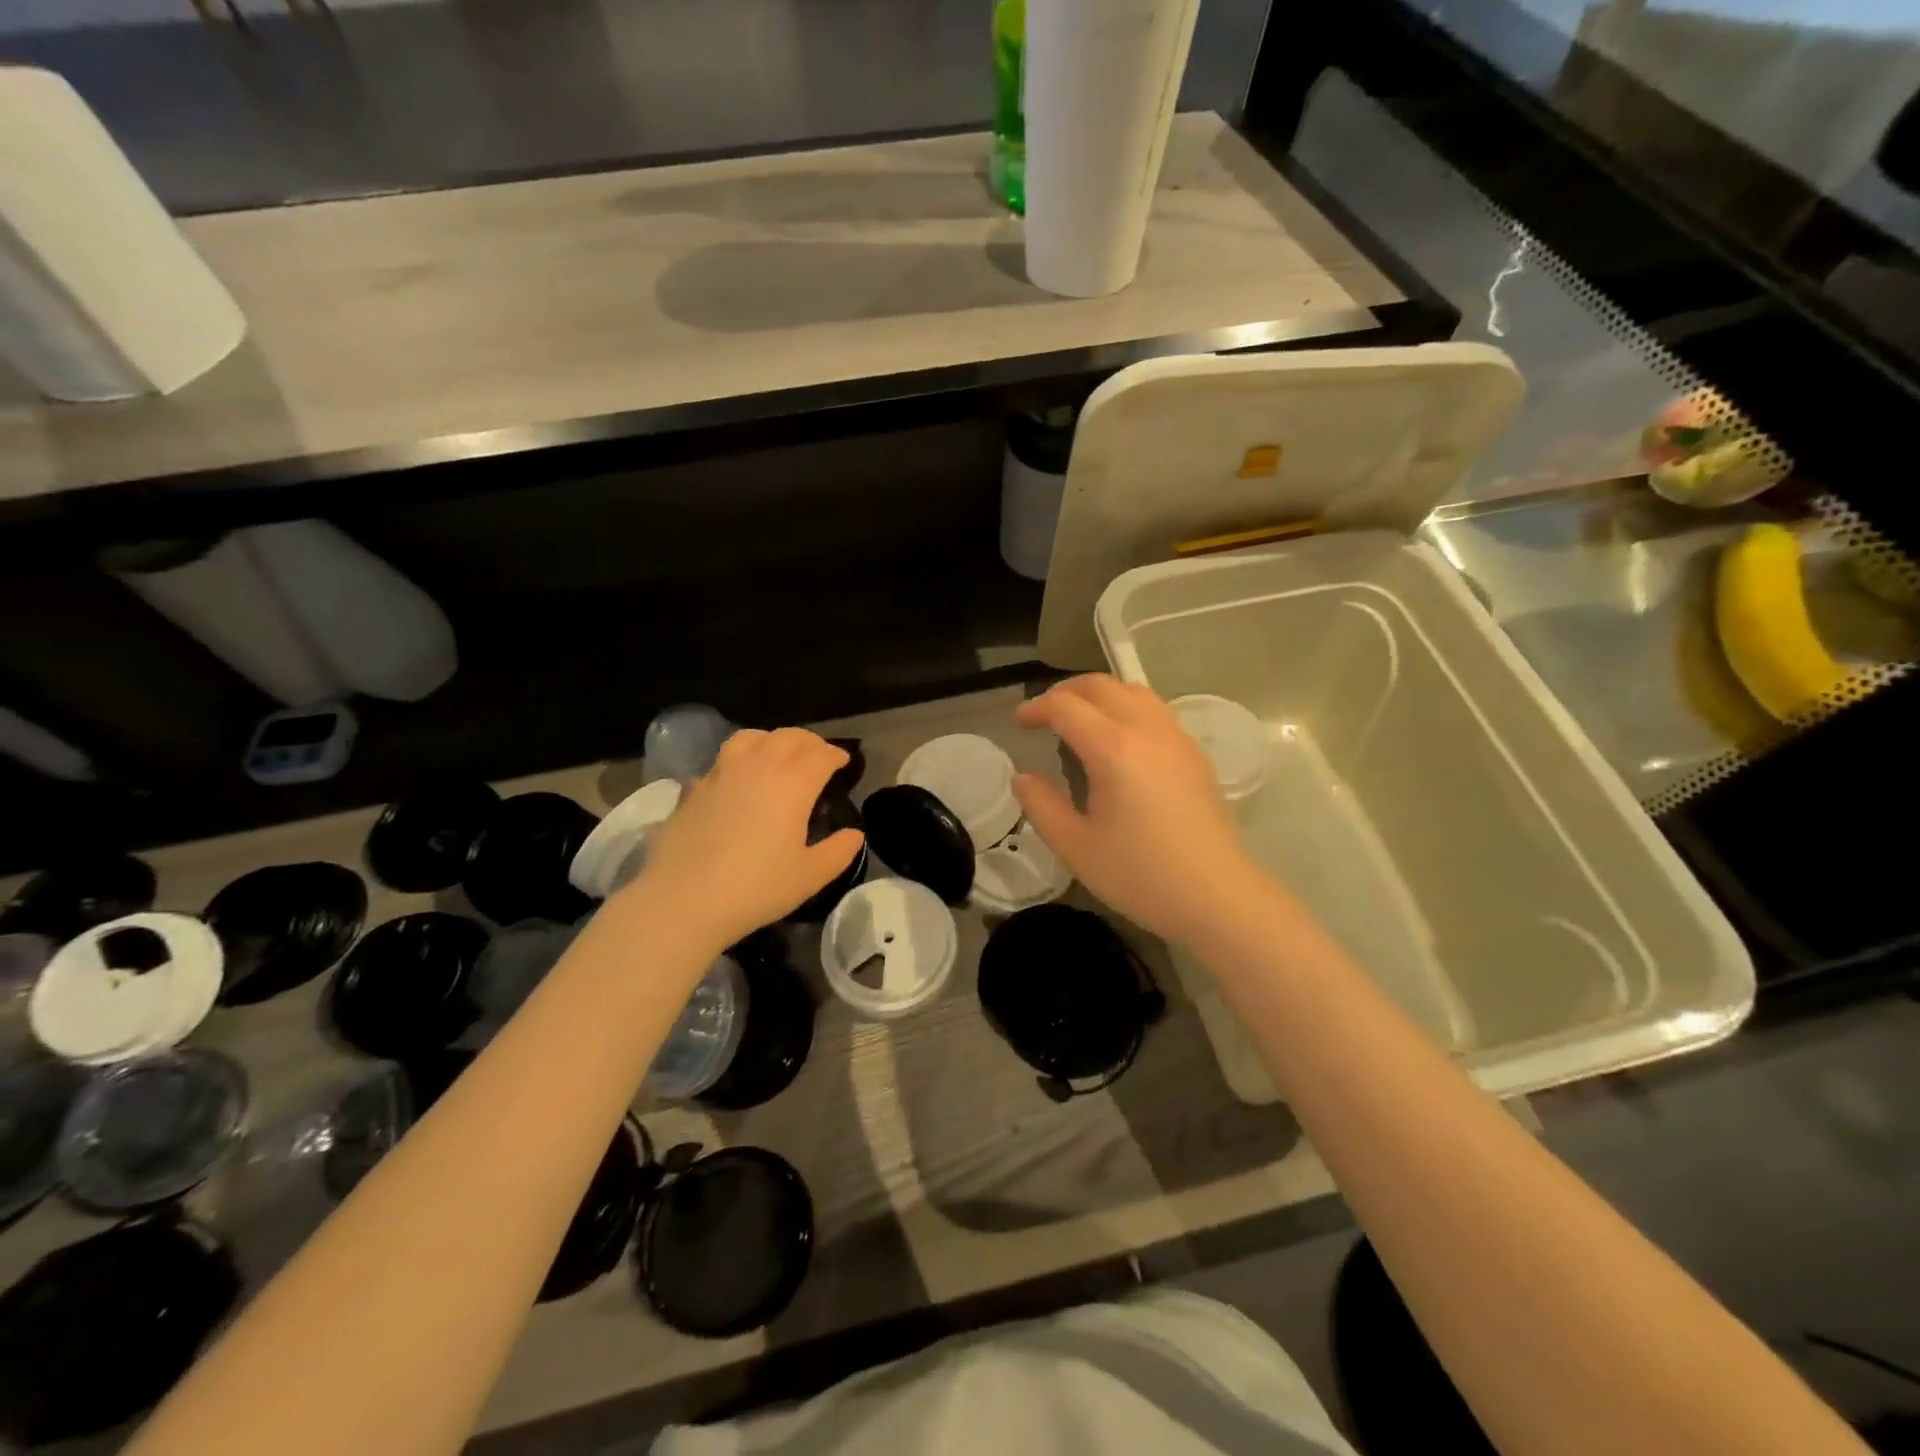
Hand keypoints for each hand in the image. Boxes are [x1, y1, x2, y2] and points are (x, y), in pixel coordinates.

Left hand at [627, 728, 862, 948]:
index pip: (821, 755)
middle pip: (788, 737)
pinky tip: (736, 782)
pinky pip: (721, 763)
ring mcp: (721, 773)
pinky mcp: (693, 788)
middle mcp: (759, 766)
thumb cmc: (757, 888)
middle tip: (818, 754)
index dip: (836, 755)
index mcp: (793, 783)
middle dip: (809, 742)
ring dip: (771, 740)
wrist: (683, 900)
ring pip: (750, 738)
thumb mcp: (810, 876)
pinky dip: (737, 763)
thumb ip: (838, 851)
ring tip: (777, 753)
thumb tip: (854, 834)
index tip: (844, 762)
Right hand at [1014, 676, 1265, 944]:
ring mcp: (1176, 739)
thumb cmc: (1141, 875)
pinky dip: (1127, 709)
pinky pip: (1156, 711)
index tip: (1019, 724)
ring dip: (1100, 695)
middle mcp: (1147, 730)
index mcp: (1113, 748)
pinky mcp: (1194, 754)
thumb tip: (1023, 777)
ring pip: (1134, 691)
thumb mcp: (1076, 847)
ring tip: (1081, 721)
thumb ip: (1041, 805)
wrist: (1218, 897)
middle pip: (1102, 685)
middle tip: (1045, 715)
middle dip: (1066, 692)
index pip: (1066, 707)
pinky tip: (1120, 743)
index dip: (1036, 708)